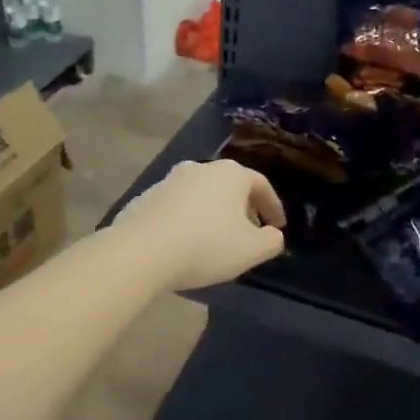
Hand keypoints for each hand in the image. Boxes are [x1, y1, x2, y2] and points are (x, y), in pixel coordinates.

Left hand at [113, 160, 286, 290]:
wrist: (141, 251)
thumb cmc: (206, 246)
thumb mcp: (251, 250)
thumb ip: (271, 241)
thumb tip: (273, 235)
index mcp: (230, 174)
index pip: (261, 185)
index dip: (273, 207)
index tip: (278, 227)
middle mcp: (200, 168)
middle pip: (230, 187)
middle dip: (242, 209)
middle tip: (249, 233)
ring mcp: (169, 180)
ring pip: (202, 196)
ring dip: (214, 214)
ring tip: (217, 241)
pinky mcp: (146, 197)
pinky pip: (177, 208)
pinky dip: (188, 221)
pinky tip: (186, 244)